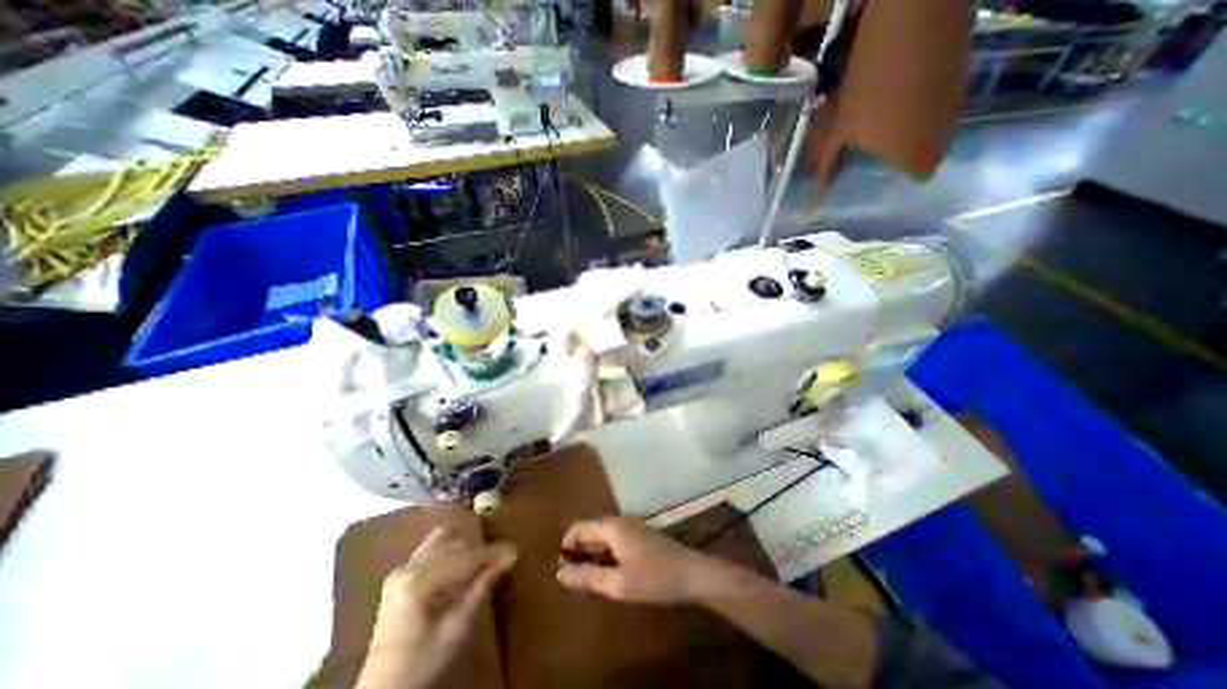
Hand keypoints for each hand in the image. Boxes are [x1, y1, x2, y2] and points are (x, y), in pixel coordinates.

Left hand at [364, 524, 514, 684]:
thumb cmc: (423, 662)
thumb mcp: (457, 628)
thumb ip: (482, 587)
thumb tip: (511, 556)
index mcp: (417, 581)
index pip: (463, 556)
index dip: (491, 552)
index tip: (514, 550)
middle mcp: (407, 567)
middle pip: (453, 544)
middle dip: (480, 549)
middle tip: (502, 556)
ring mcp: (401, 569)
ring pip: (442, 540)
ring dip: (465, 546)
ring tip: (484, 558)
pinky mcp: (400, 574)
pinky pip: (431, 548)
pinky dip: (451, 550)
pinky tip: (462, 563)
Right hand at [557, 515, 721, 605]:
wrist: (691, 573)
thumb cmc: (653, 578)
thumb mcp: (617, 584)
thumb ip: (588, 577)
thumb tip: (561, 573)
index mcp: (612, 527)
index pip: (579, 528)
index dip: (567, 546)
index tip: (563, 569)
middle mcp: (620, 520)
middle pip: (591, 530)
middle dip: (580, 551)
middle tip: (577, 579)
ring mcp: (632, 525)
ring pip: (603, 535)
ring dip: (594, 553)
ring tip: (592, 579)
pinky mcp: (640, 534)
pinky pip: (615, 539)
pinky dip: (607, 553)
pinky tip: (612, 573)